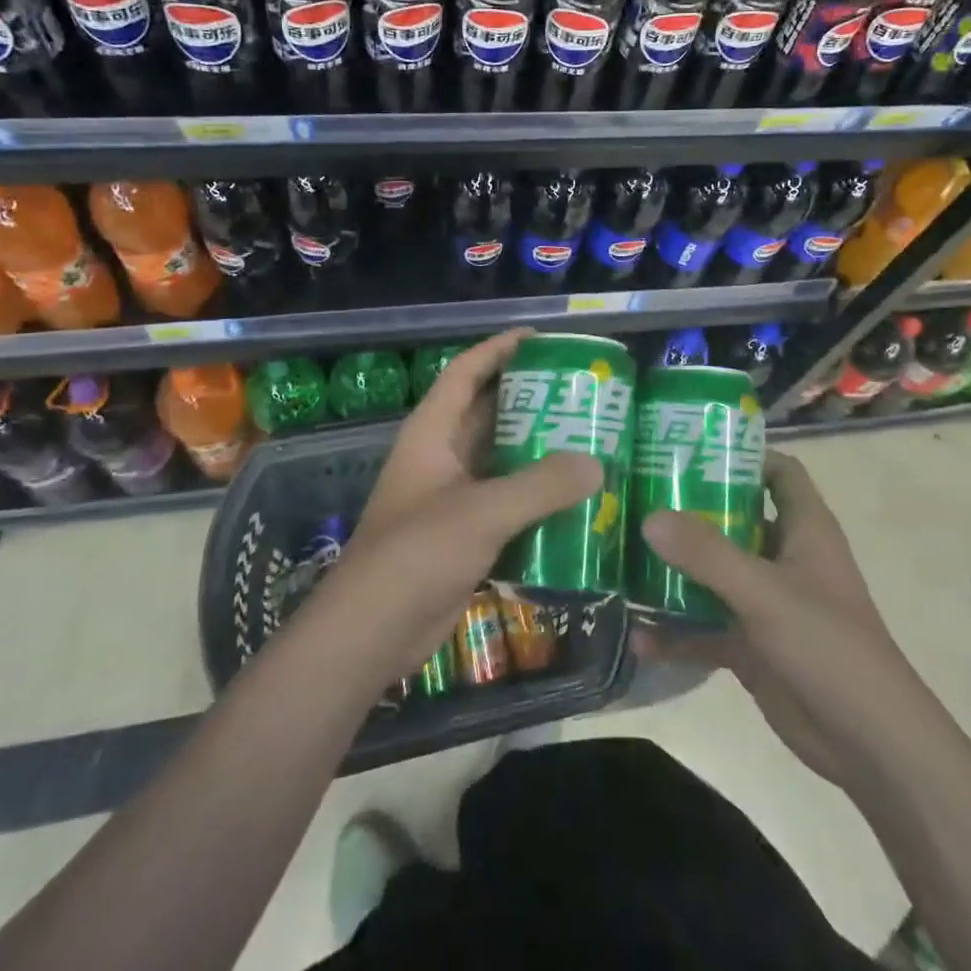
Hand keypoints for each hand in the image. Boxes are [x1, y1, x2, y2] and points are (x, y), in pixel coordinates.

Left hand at [326, 329, 601, 675]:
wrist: (373, 632)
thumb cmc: (417, 553)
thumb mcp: (482, 511)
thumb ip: (540, 485)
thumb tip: (597, 464)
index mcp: (432, 432)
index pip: (466, 372)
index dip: (498, 349)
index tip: (541, 338)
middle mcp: (441, 456)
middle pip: (488, 412)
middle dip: (529, 399)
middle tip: (580, 392)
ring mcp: (451, 496)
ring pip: (500, 458)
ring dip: (537, 449)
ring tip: (588, 438)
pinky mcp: (464, 533)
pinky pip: (506, 500)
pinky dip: (536, 495)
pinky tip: (574, 497)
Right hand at [634, 450, 898, 785]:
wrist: (870, 745)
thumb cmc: (828, 646)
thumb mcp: (765, 592)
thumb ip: (707, 553)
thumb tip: (649, 516)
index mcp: (803, 528)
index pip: (778, 471)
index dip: (742, 454)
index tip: (687, 447)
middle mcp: (783, 556)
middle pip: (733, 517)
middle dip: (688, 509)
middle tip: (635, 495)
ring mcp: (765, 601)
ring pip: (713, 572)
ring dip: (674, 569)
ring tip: (622, 555)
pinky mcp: (751, 643)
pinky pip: (705, 626)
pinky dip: (676, 631)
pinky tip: (638, 636)